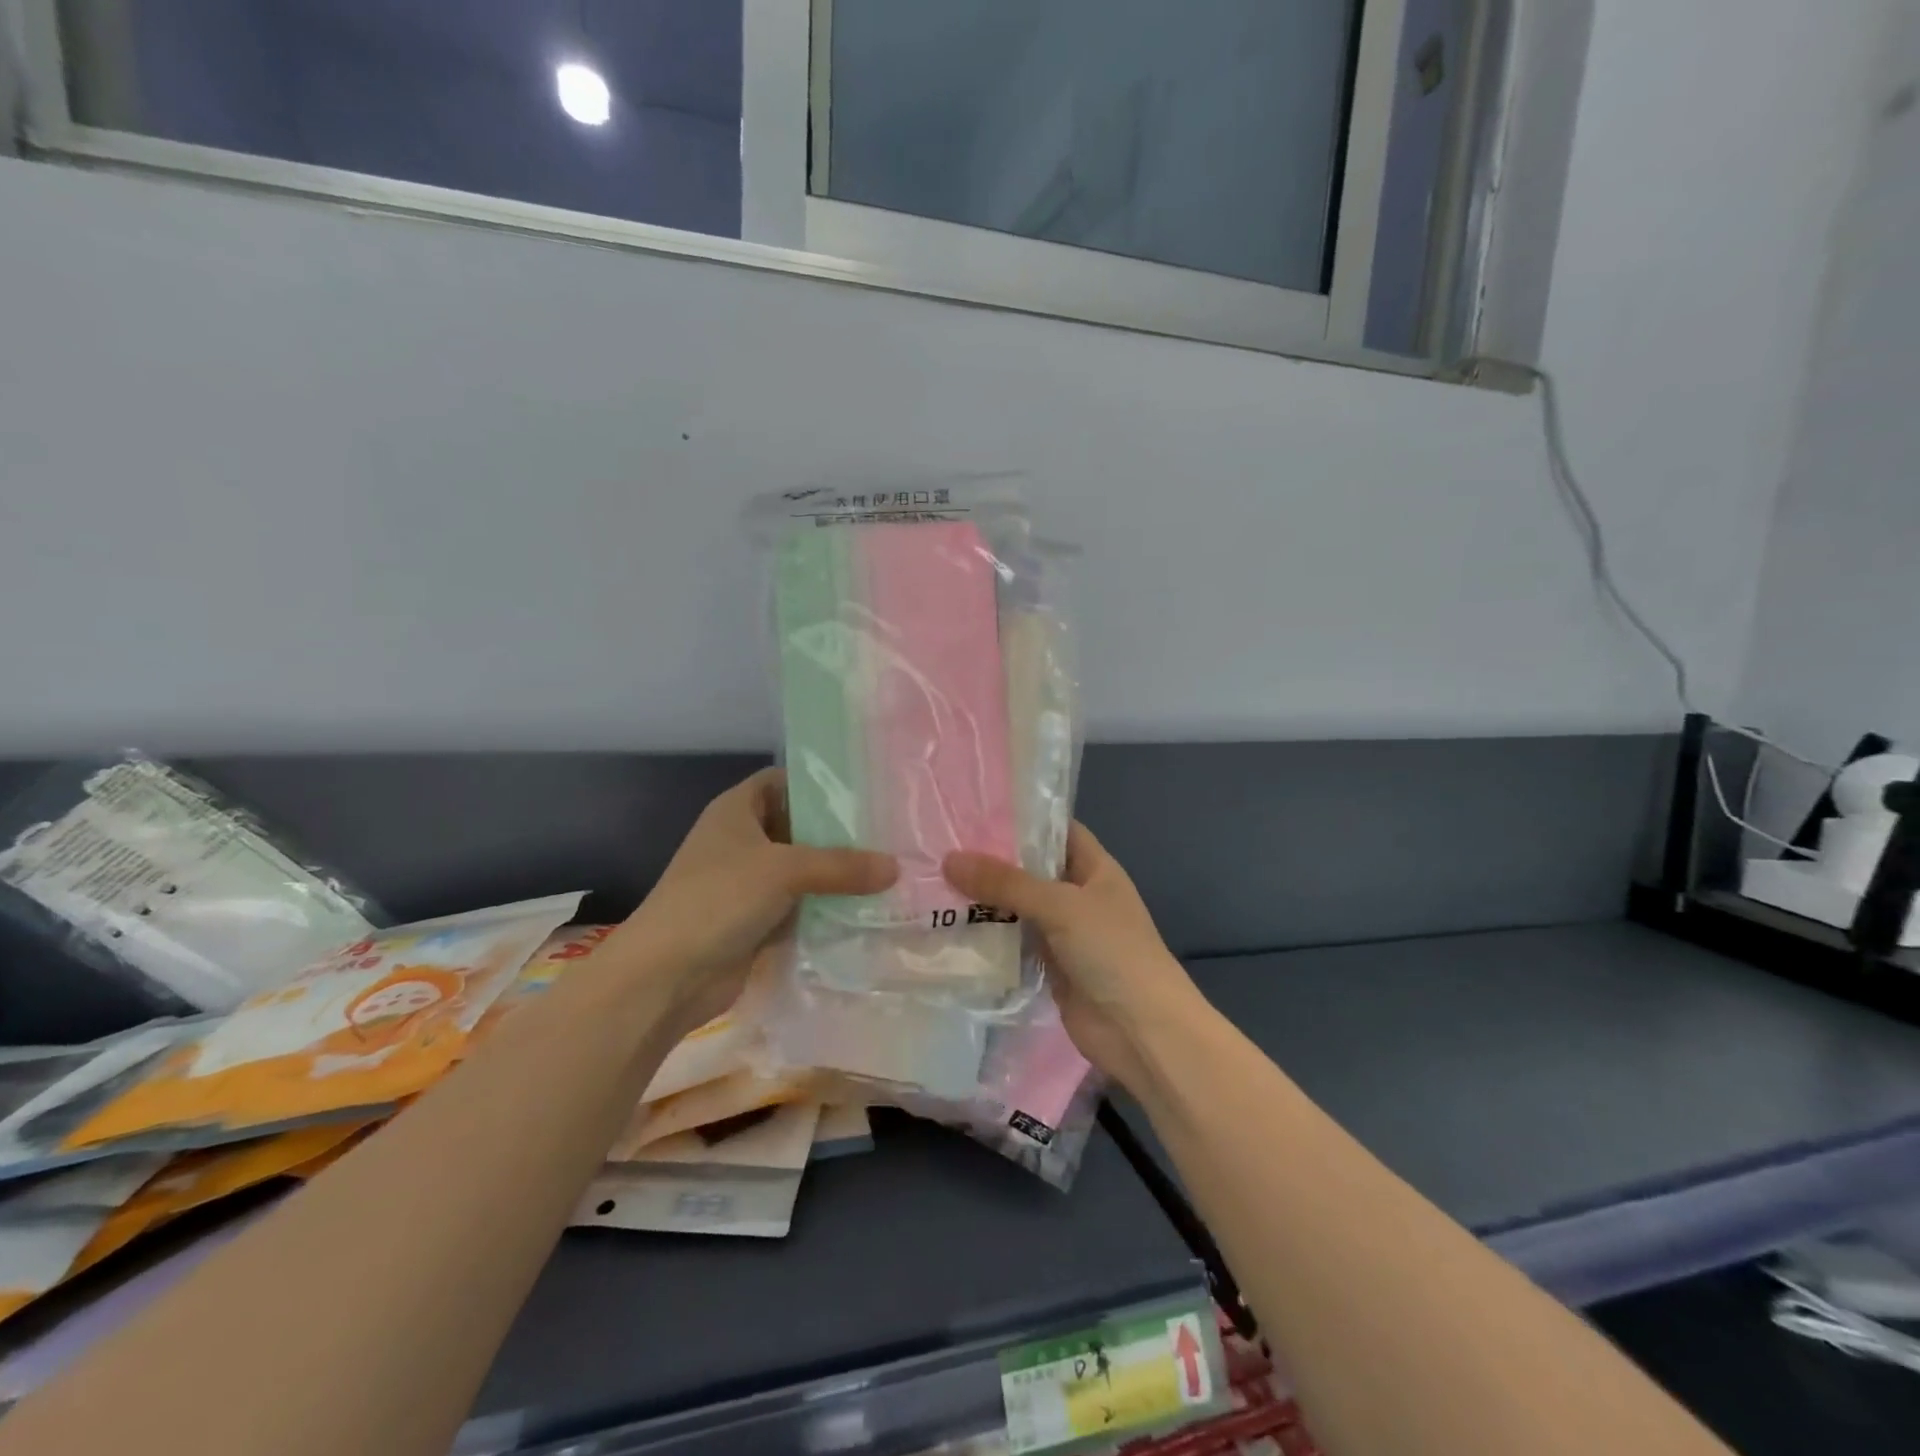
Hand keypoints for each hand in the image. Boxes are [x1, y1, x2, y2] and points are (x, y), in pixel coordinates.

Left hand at [609, 768, 895, 1033]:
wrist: (666, 977)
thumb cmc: (718, 899)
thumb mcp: (784, 870)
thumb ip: (841, 865)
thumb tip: (895, 867)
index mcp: (737, 810)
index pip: (782, 780)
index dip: (818, 782)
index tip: (865, 789)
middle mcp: (743, 841)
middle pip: (798, 826)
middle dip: (839, 832)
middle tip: (891, 832)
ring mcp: (748, 884)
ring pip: (803, 870)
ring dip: (837, 875)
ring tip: (891, 869)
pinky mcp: (757, 921)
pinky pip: (801, 906)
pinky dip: (827, 908)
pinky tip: (868, 908)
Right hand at [945, 823, 1200, 1092]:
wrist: (1141, 1031)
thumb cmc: (1112, 951)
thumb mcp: (1060, 906)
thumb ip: (1006, 883)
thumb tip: (949, 860)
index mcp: (1095, 869)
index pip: (1057, 830)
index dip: (1023, 818)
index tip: (975, 810)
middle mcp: (1078, 896)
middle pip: (1031, 870)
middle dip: (992, 861)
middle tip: (941, 846)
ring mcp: (1064, 934)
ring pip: (1018, 908)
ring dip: (984, 901)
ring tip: (933, 881)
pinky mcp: (1049, 968)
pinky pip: (1014, 944)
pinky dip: (988, 938)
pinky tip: (949, 927)